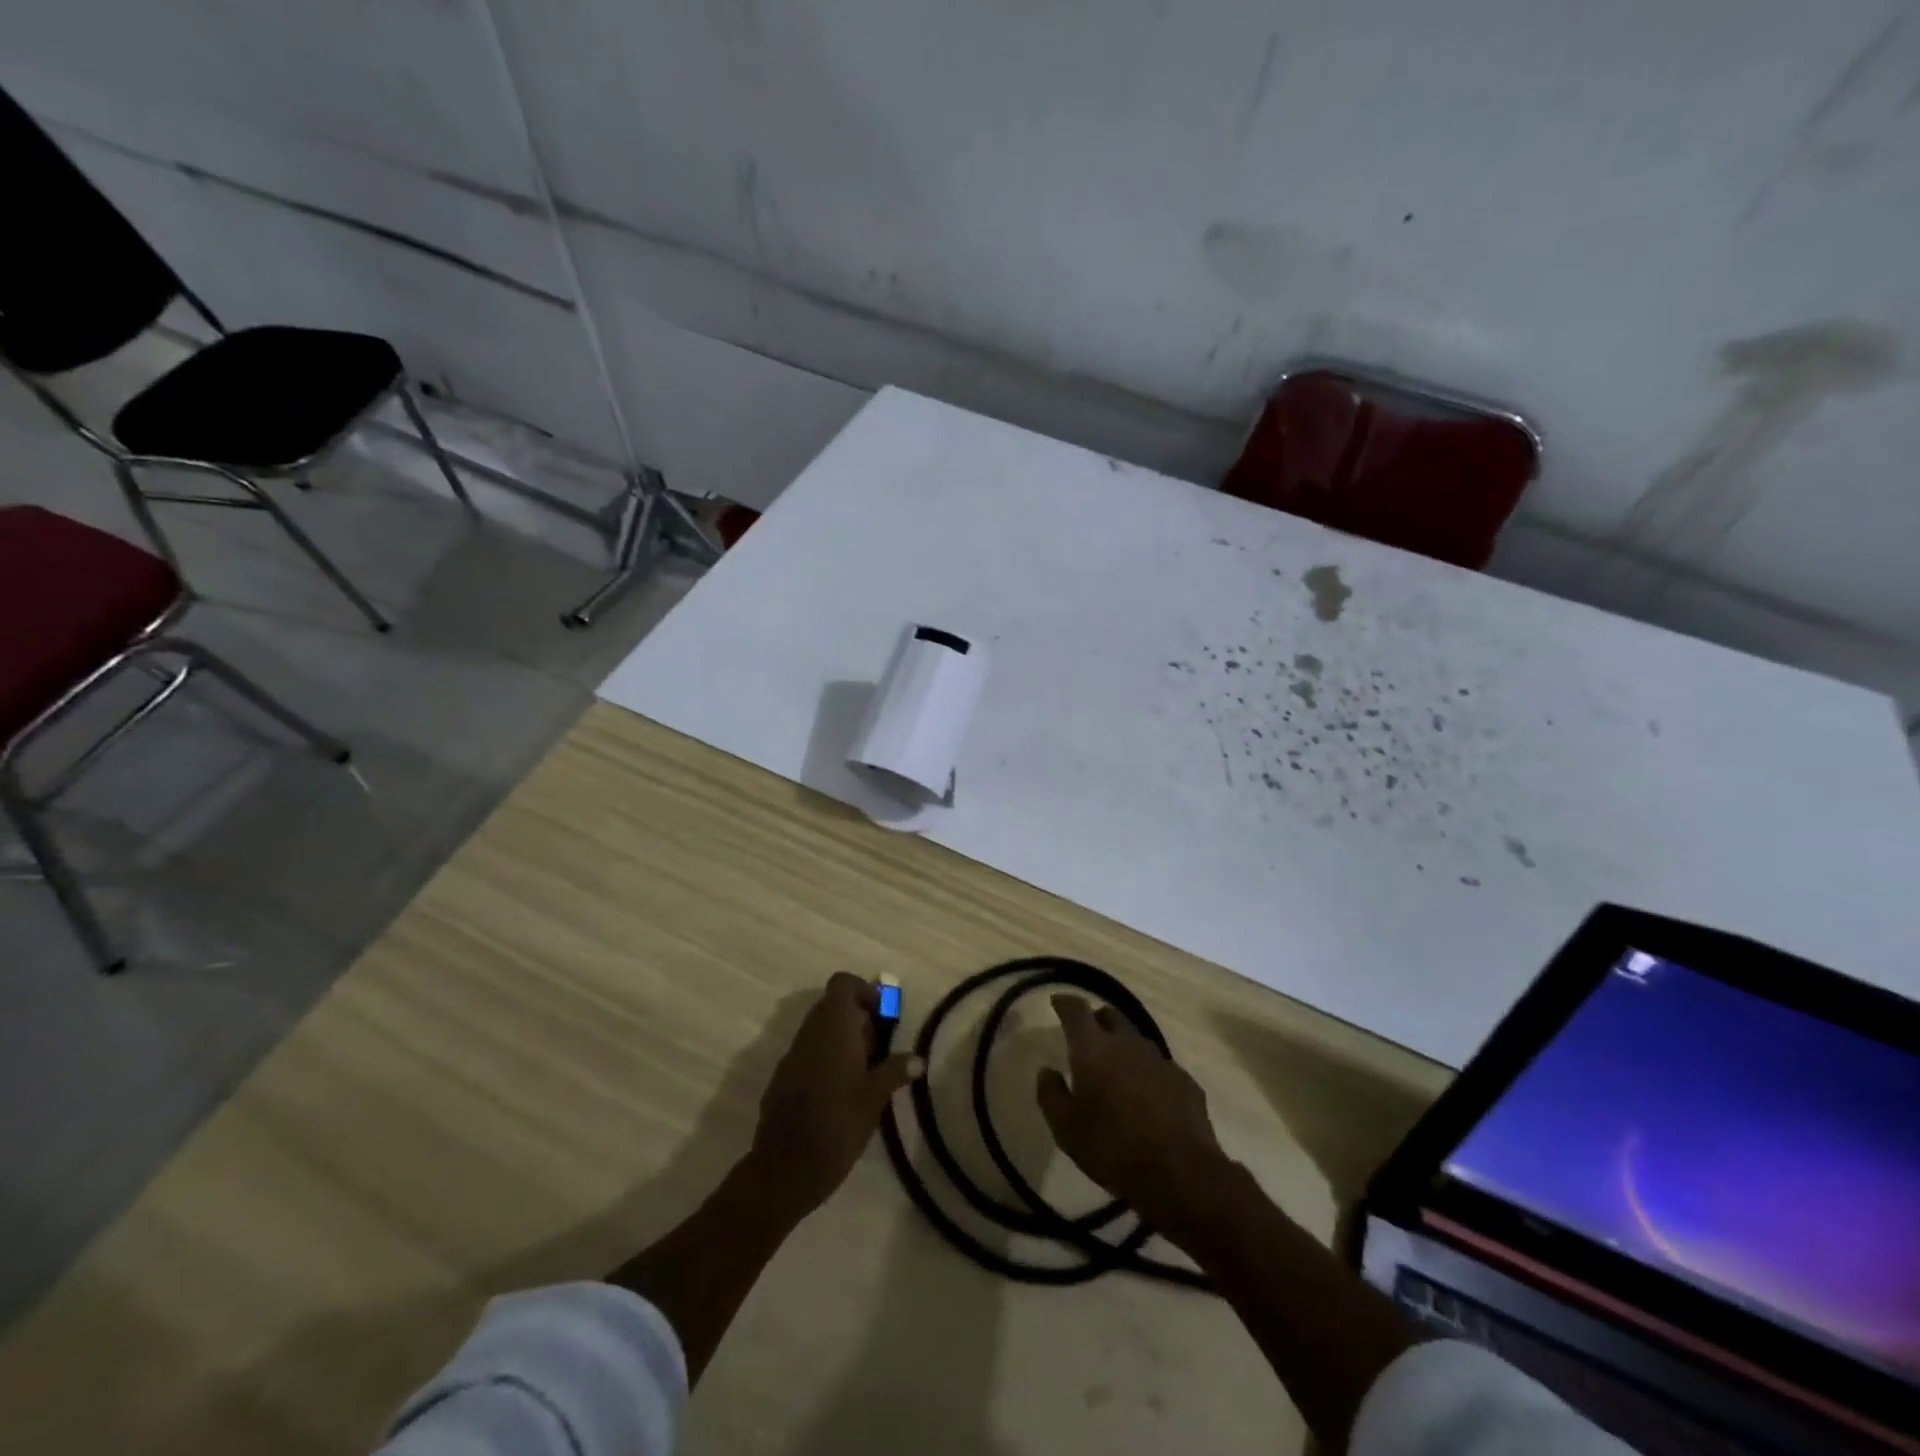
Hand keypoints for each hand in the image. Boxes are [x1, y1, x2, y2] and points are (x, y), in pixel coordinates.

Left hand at [746, 972, 919, 1216]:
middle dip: (859, 1017)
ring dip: (844, 1038)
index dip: (865, 991)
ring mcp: (793, 1055)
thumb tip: (918, 1059)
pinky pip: (809, 1050)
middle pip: (833, 1004)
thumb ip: (895, 1071)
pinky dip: (827, 1056)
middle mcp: (810, 1033)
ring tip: (866, 1070)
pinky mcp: (783, 1077)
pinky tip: (841, 1090)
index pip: (843, 984)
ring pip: (820, 1028)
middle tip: (881, 1047)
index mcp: (833, 1030)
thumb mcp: (873, 1100)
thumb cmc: (836, 1128)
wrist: (783, 1172)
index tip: (884, 1017)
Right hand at [1036, 995, 1228, 1239]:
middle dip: (1097, 1019)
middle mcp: (1127, 1043)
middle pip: (1111, 1015)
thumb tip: (1046, 1071)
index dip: (1065, 1002)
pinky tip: (1146, 1096)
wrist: (1180, 1174)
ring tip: (1115, 1069)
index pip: (1076, 1010)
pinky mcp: (1184, 1080)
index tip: (1057, 1002)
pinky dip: (1146, 1072)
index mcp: (1094, 1049)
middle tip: (1086, 1037)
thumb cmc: (1112, 1149)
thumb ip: (1051, 1094)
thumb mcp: (1066, 1129)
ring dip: (1123, 1046)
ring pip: (1136, 1039)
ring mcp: (1159, 1060)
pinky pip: (1159, 1066)